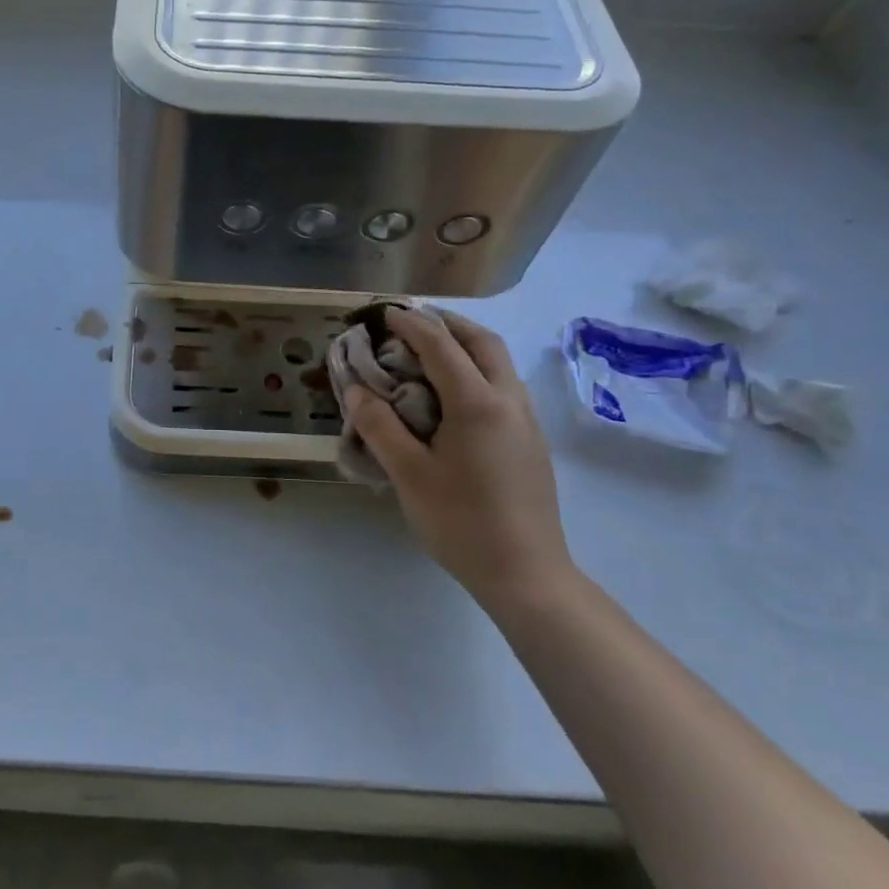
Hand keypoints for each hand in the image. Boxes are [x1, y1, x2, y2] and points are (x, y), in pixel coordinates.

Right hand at [343, 308, 573, 609]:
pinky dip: (478, 370)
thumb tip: (357, 389)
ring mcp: (527, 422)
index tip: (385, 313)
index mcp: (478, 404)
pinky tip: (456, 394)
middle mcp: (509, 401)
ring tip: (432, 351)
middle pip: (483, 342)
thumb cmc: (461, 522)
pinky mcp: (531, 442)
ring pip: (500, 363)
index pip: (441, 346)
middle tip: (414, 321)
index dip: (411, 324)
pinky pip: (504, 386)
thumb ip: (380, 426)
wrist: (527, 575)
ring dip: (467, 345)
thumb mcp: (409, 474)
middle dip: (448, 323)